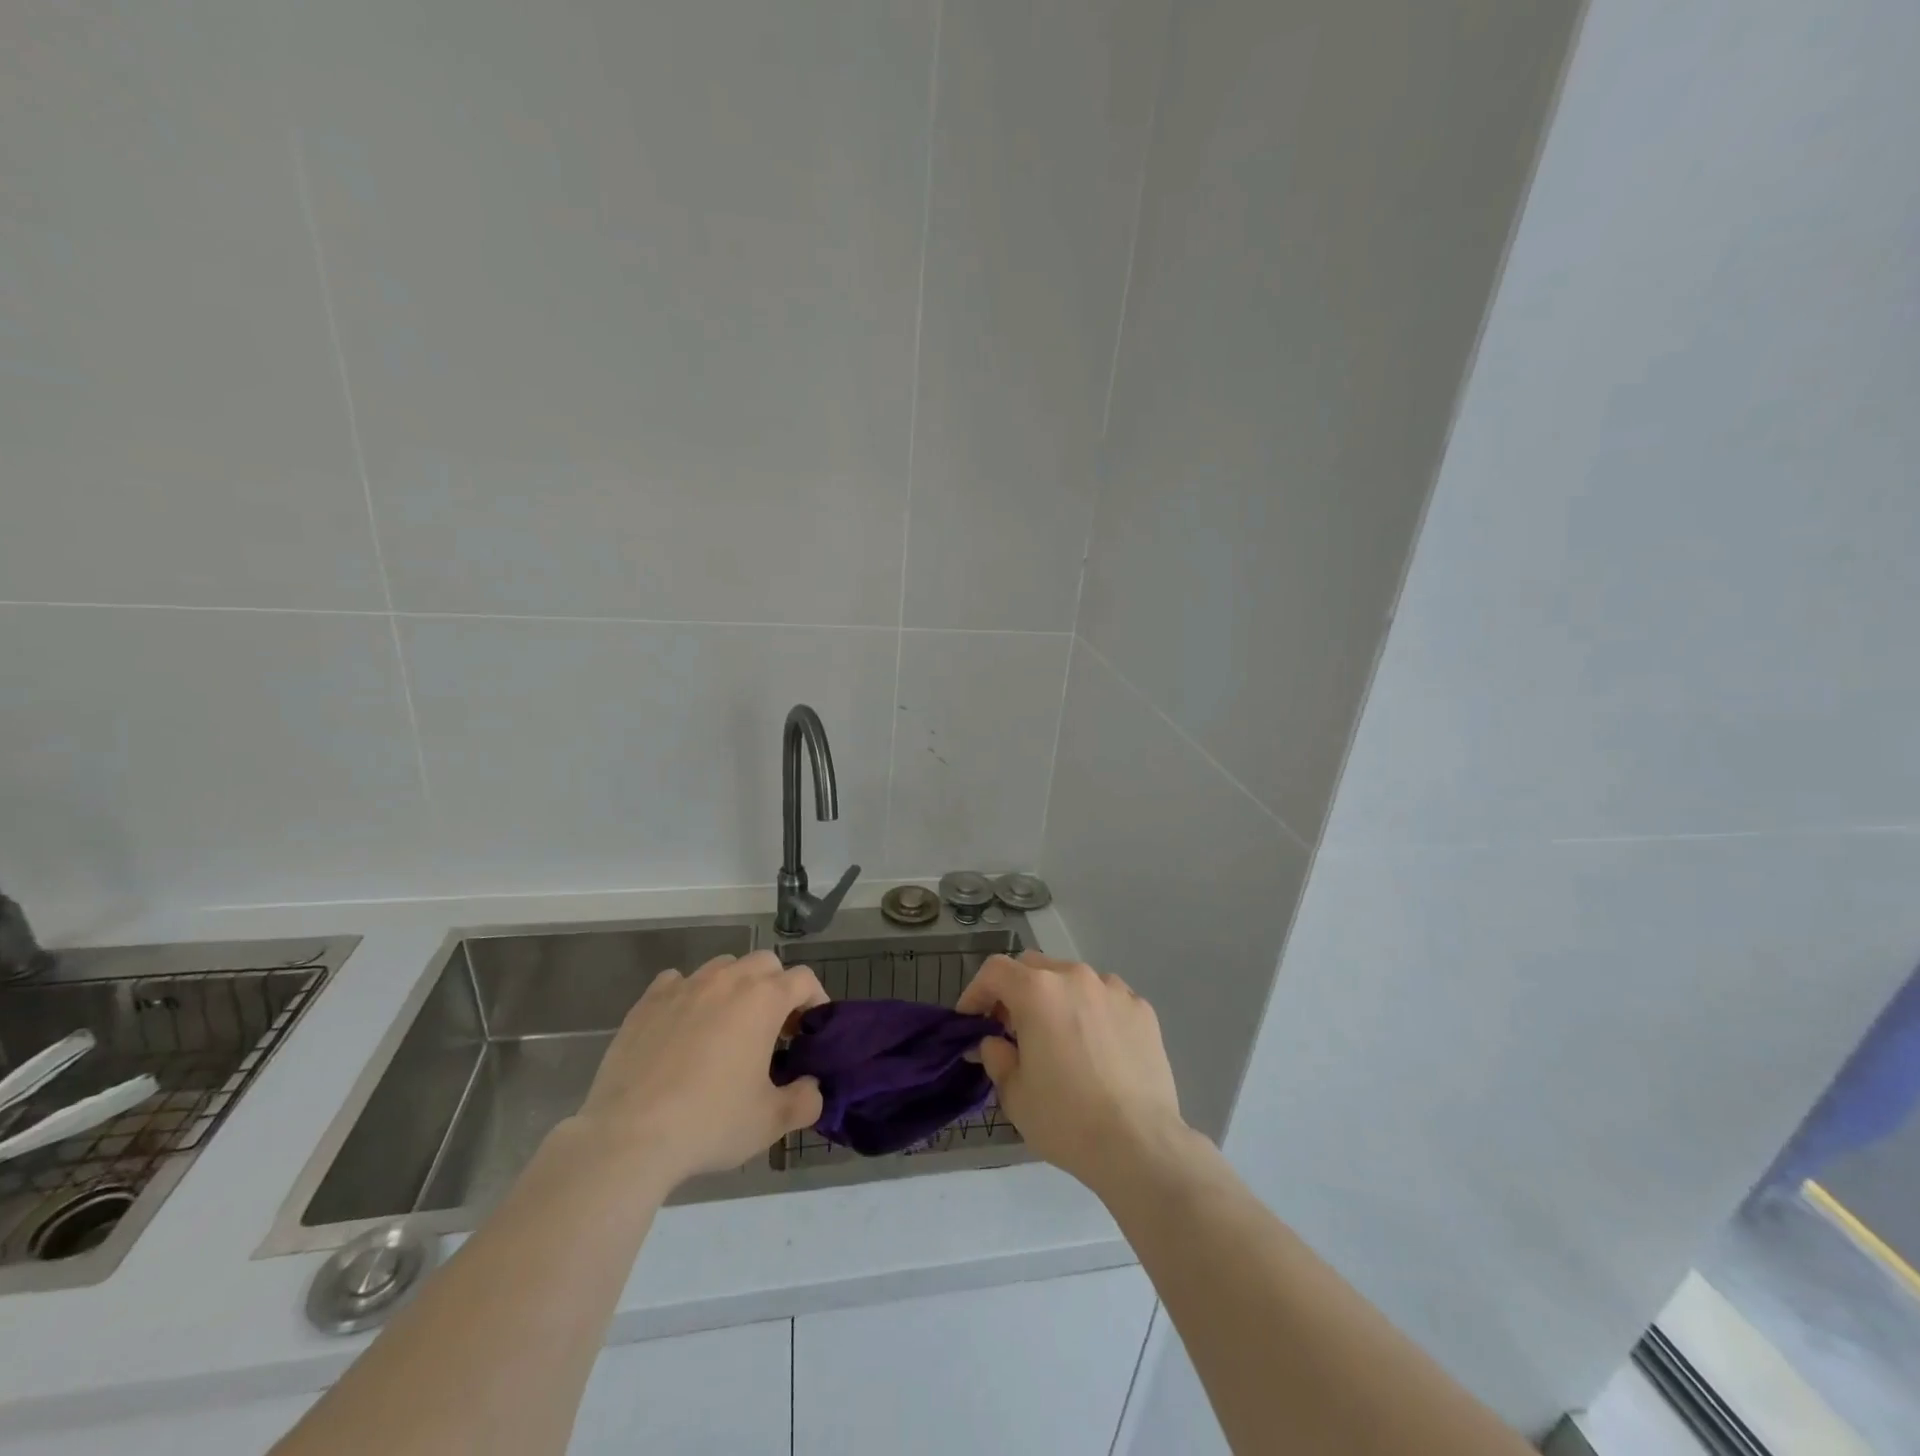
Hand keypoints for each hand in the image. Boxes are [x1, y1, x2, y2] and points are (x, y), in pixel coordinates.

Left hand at [573, 950, 827, 1191]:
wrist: (628, 1137)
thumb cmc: (709, 1123)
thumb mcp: (771, 1122)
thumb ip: (805, 1100)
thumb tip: (812, 1088)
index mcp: (763, 1000)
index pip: (803, 979)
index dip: (815, 1000)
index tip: (809, 1031)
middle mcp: (726, 981)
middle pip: (765, 963)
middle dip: (776, 987)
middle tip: (773, 1028)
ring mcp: (684, 987)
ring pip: (722, 967)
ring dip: (735, 987)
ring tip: (728, 1026)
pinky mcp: (647, 1002)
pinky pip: (677, 982)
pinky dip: (689, 995)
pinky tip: (684, 1026)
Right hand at [956, 951, 1190, 1195]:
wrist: (1139, 1144)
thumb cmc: (1066, 1119)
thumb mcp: (1014, 1093)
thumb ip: (995, 1056)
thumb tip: (993, 1042)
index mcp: (1037, 991)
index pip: (995, 971)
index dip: (976, 992)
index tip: (971, 1021)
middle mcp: (1075, 977)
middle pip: (1033, 967)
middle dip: (1015, 991)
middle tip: (1011, 1029)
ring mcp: (1113, 989)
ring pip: (1072, 978)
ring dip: (1056, 998)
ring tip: (1058, 1037)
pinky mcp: (1141, 1008)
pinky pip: (1105, 997)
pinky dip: (1091, 1010)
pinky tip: (1095, 1046)